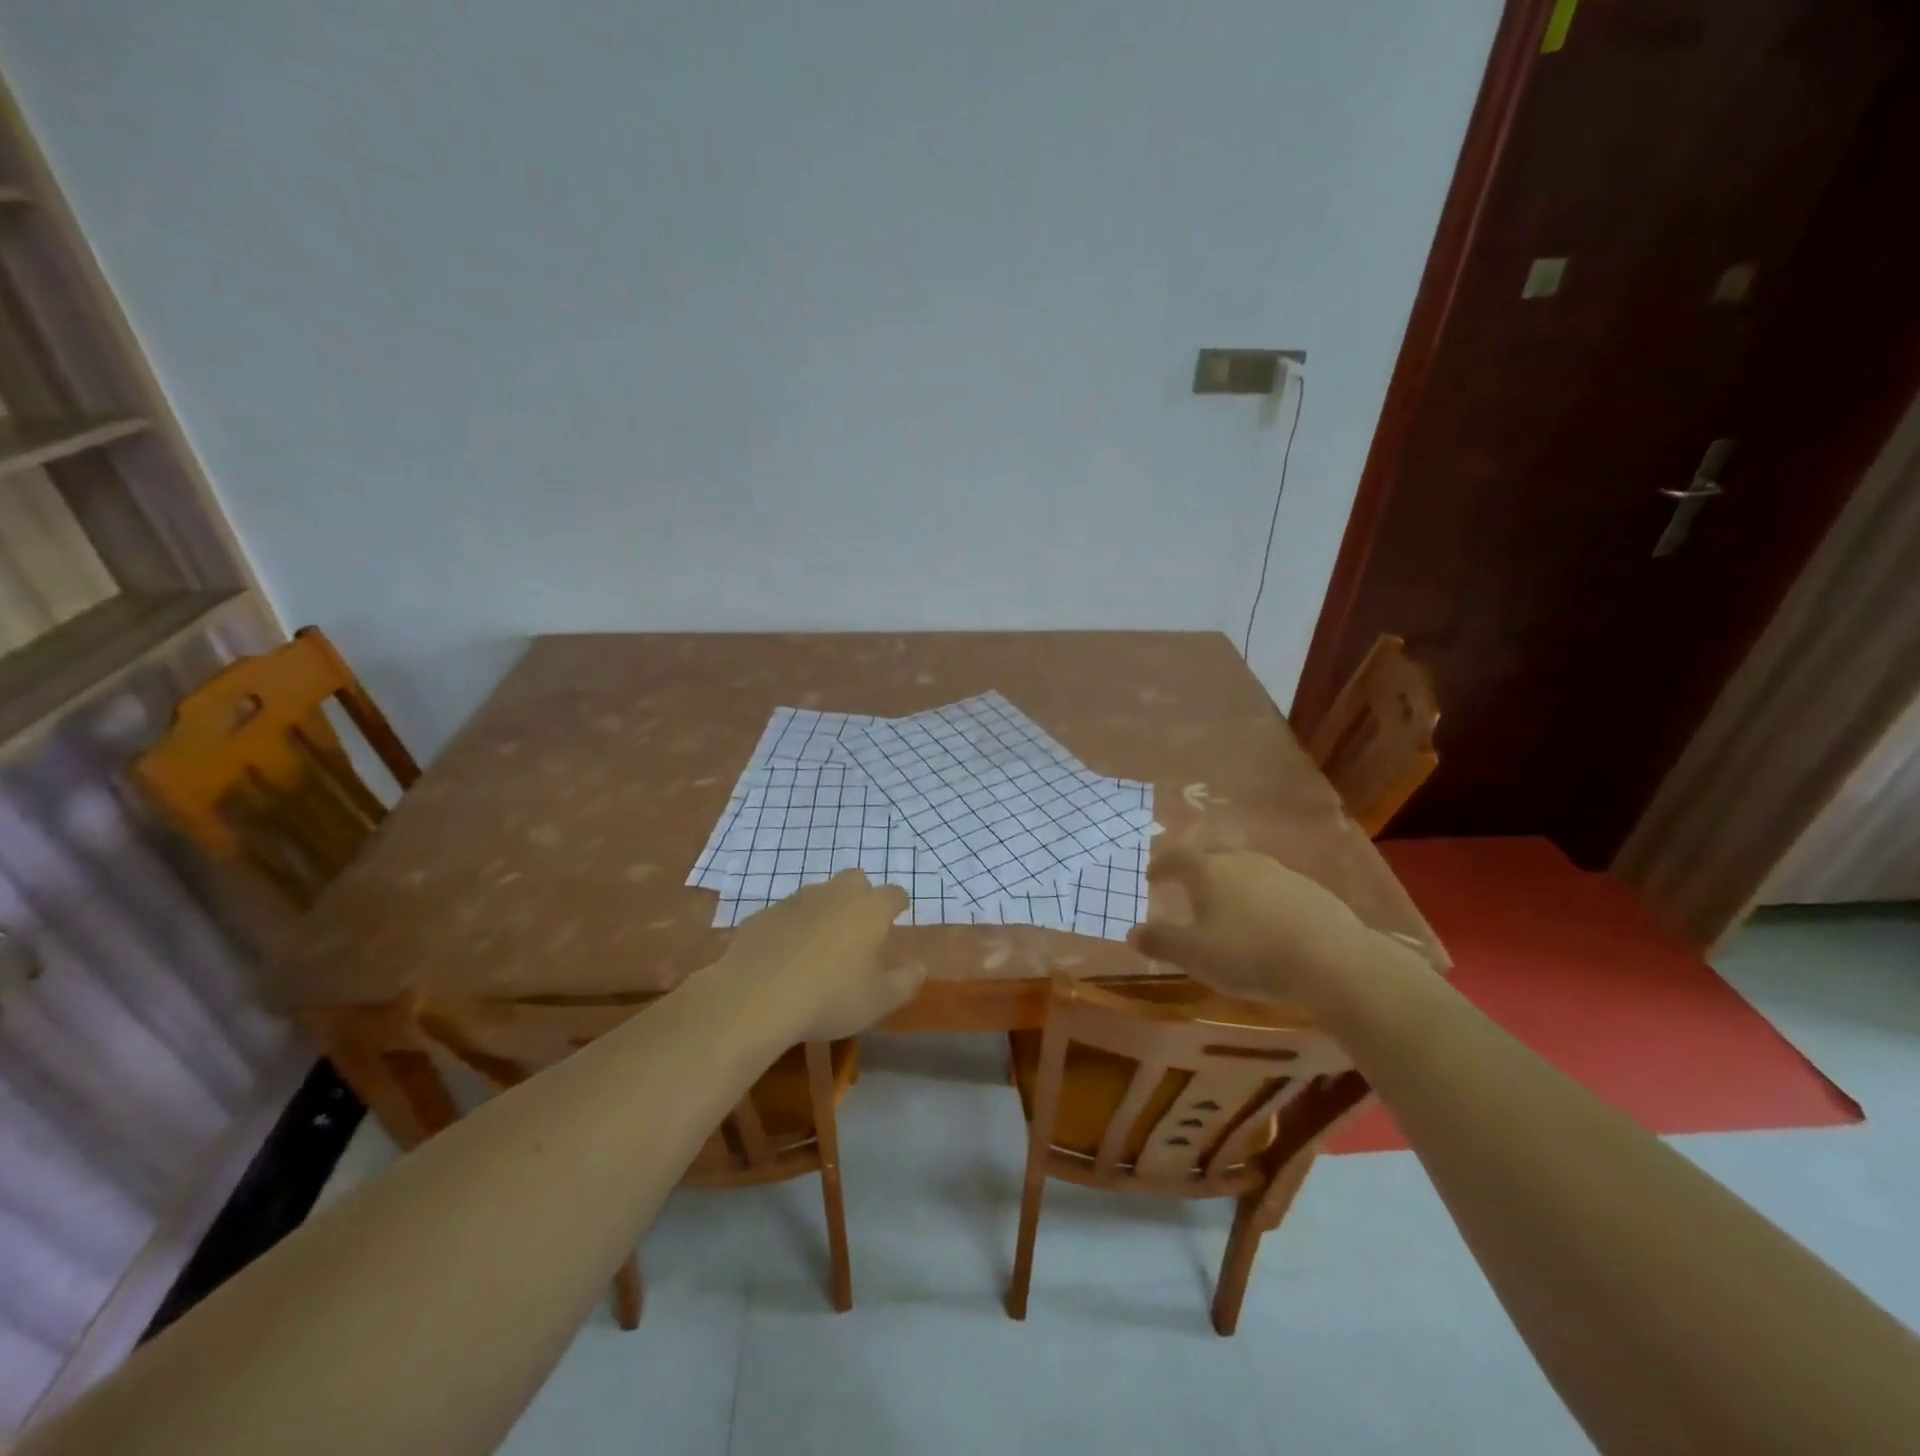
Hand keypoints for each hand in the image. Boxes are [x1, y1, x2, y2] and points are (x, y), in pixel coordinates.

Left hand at [717, 870, 925, 1039]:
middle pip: (855, 881)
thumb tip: (920, 966)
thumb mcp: (879, 1000)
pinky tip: (785, 958)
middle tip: (859, 929)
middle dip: (861, 897)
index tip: (898, 917)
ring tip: (820, 947)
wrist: (755, 996)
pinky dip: (791, 929)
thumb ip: (906, 981)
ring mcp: (796, 900)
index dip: (898, 905)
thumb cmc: (830, 997)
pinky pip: (786, 915)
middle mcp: (835, 894)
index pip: (894, 894)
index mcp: (870, 908)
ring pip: (819, 895)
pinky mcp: (764, 914)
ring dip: (824, 912)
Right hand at [1126, 845, 1375, 1009]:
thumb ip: (1161, 942)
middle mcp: (1241, 861)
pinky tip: (1268, 923)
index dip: (1160, 865)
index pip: (1175, 857)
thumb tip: (1132, 932)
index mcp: (1208, 870)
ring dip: (1232, 884)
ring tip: (1229, 908)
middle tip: (1189, 889)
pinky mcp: (1310, 890)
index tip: (1151, 877)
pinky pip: (1275, 888)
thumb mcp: (1195, 955)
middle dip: (1197, 870)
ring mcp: (1280, 872)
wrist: (1330, 958)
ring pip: (1246, 870)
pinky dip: (1262, 899)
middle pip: (1212, 856)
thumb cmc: (1249, 953)